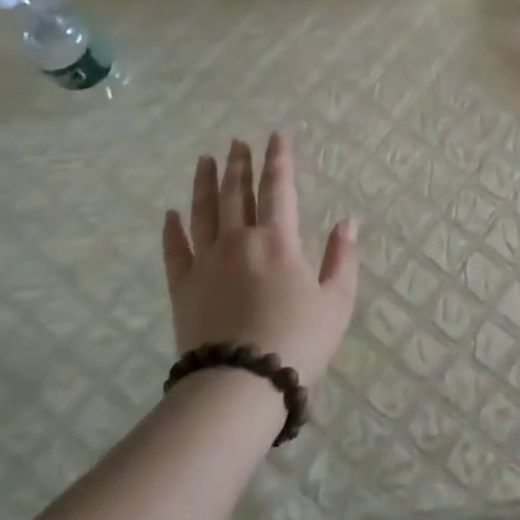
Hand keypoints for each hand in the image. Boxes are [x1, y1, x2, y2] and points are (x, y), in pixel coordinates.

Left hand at [161, 134, 359, 386]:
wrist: (241, 383)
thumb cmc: (298, 341)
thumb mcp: (336, 301)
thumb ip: (342, 257)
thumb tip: (348, 221)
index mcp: (278, 240)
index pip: (279, 188)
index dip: (278, 160)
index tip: (275, 137)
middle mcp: (239, 240)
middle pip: (237, 192)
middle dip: (239, 164)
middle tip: (236, 142)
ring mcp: (206, 262)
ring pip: (203, 212)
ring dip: (204, 183)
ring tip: (205, 160)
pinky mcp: (183, 286)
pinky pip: (175, 250)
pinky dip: (172, 230)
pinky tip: (171, 214)